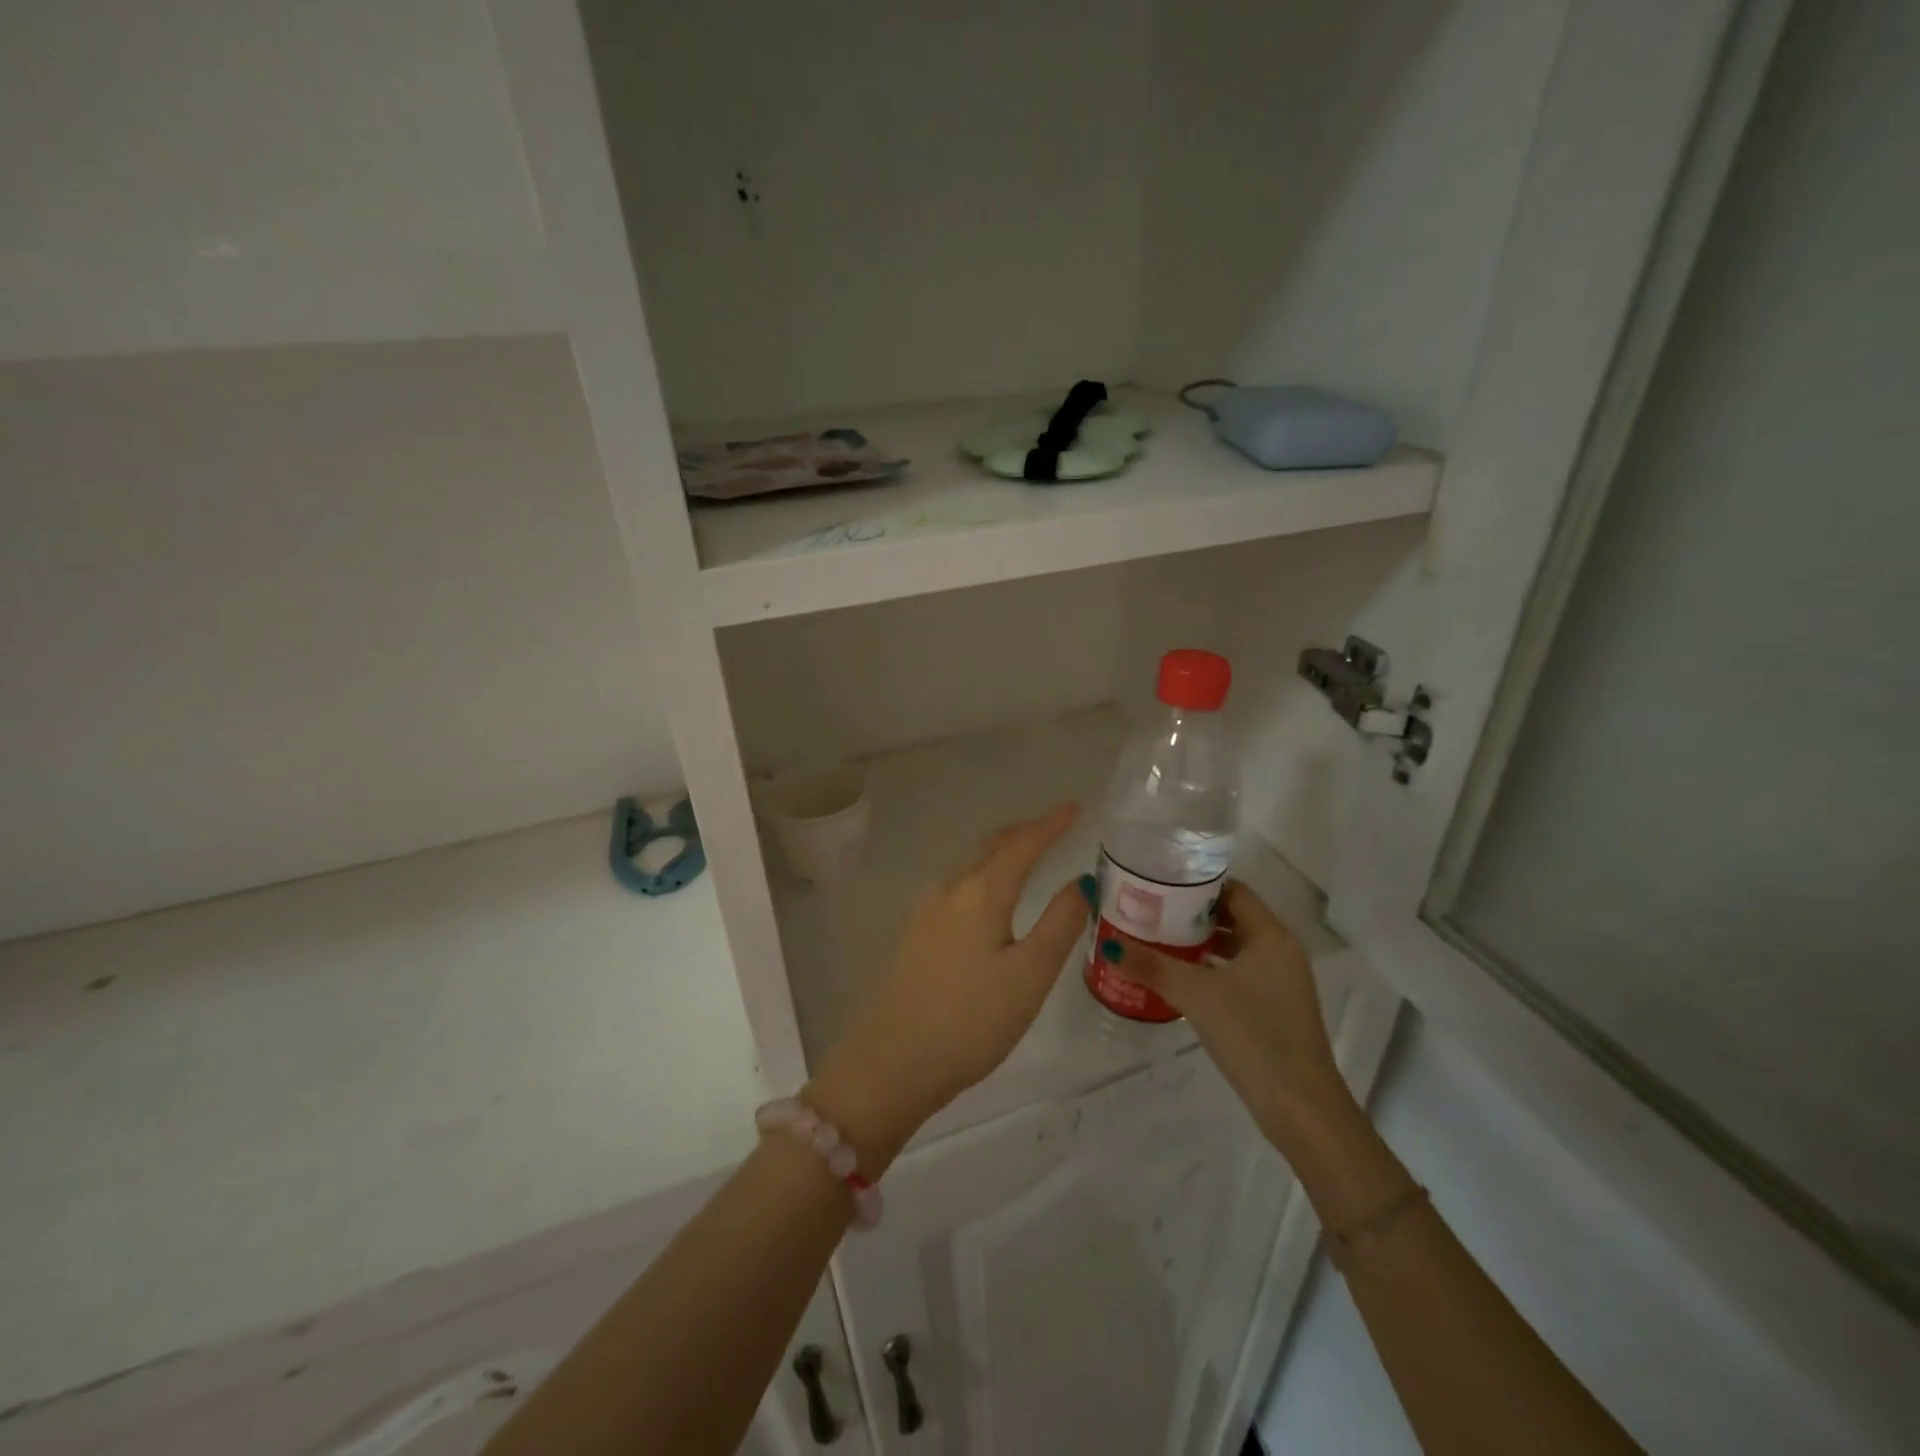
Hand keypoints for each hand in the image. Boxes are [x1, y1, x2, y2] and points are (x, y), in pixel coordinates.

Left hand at [807, 803, 1088, 1166]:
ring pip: (972, 867)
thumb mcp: (1030, 974)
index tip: (1075, 807)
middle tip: (1056, 825)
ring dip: (1002, 853)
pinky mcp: (915, 933)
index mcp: (980, 893)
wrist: (893, 1062)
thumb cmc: (972, 1020)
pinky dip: (984, 877)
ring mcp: (926, 910)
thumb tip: (1081, 881)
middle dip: (1025, 832)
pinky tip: (990, 897)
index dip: (1051, 824)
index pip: (1022, 844)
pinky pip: (958, 887)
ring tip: (1029, 854)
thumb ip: (1060, 923)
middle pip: (992, 847)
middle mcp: (949, 889)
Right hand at [1100, 880, 1361, 1154]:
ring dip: (1199, 943)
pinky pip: (1238, 974)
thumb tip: (1108, 946)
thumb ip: (1151, 966)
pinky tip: (1180, 979)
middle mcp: (1280, 951)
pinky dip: (1211, 970)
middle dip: (1191, 914)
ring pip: (1234, 948)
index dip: (1196, 884)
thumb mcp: (1196, 994)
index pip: (1232, 890)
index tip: (1158, 884)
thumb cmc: (1253, 1034)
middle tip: (1149, 912)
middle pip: (1231, 917)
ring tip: (1156, 941)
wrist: (1300, 1106)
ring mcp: (1281, 982)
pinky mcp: (1275, 1009)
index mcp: (1270, 935)